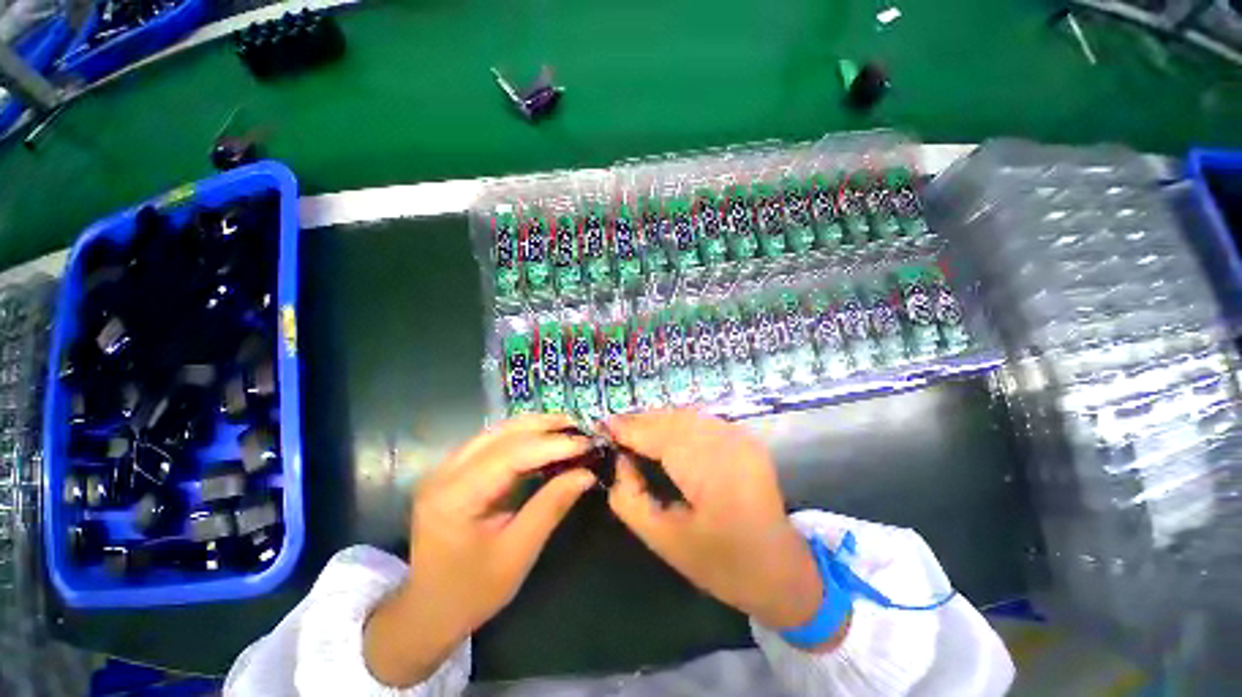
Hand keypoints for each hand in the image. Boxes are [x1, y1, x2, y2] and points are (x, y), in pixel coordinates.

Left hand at [364, 414, 594, 685]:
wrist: (428, 610)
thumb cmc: (471, 591)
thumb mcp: (517, 554)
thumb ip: (551, 506)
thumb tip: (586, 473)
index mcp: (456, 496)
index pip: (511, 455)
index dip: (552, 444)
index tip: (587, 443)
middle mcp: (445, 472)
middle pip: (502, 434)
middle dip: (545, 427)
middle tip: (580, 428)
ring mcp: (446, 468)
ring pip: (497, 432)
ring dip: (534, 427)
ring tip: (567, 428)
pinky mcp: (453, 471)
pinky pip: (492, 442)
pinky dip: (522, 437)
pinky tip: (543, 439)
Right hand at [605, 410, 842, 647]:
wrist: (781, 569)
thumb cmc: (720, 563)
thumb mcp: (663, 541)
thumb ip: (631, 499)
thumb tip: (620, 461)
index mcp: (711, 475)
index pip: (660, 437)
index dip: (629, 427)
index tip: (602, 424)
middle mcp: (729, 446)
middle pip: (673, 419)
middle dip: (640, 420)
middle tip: (615, 428)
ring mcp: (741, 438)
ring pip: (687, 415)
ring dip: (657, 419)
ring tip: (634, 430)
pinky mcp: (745, 438)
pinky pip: (702, 421)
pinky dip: (677, 422)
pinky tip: (663, 433)